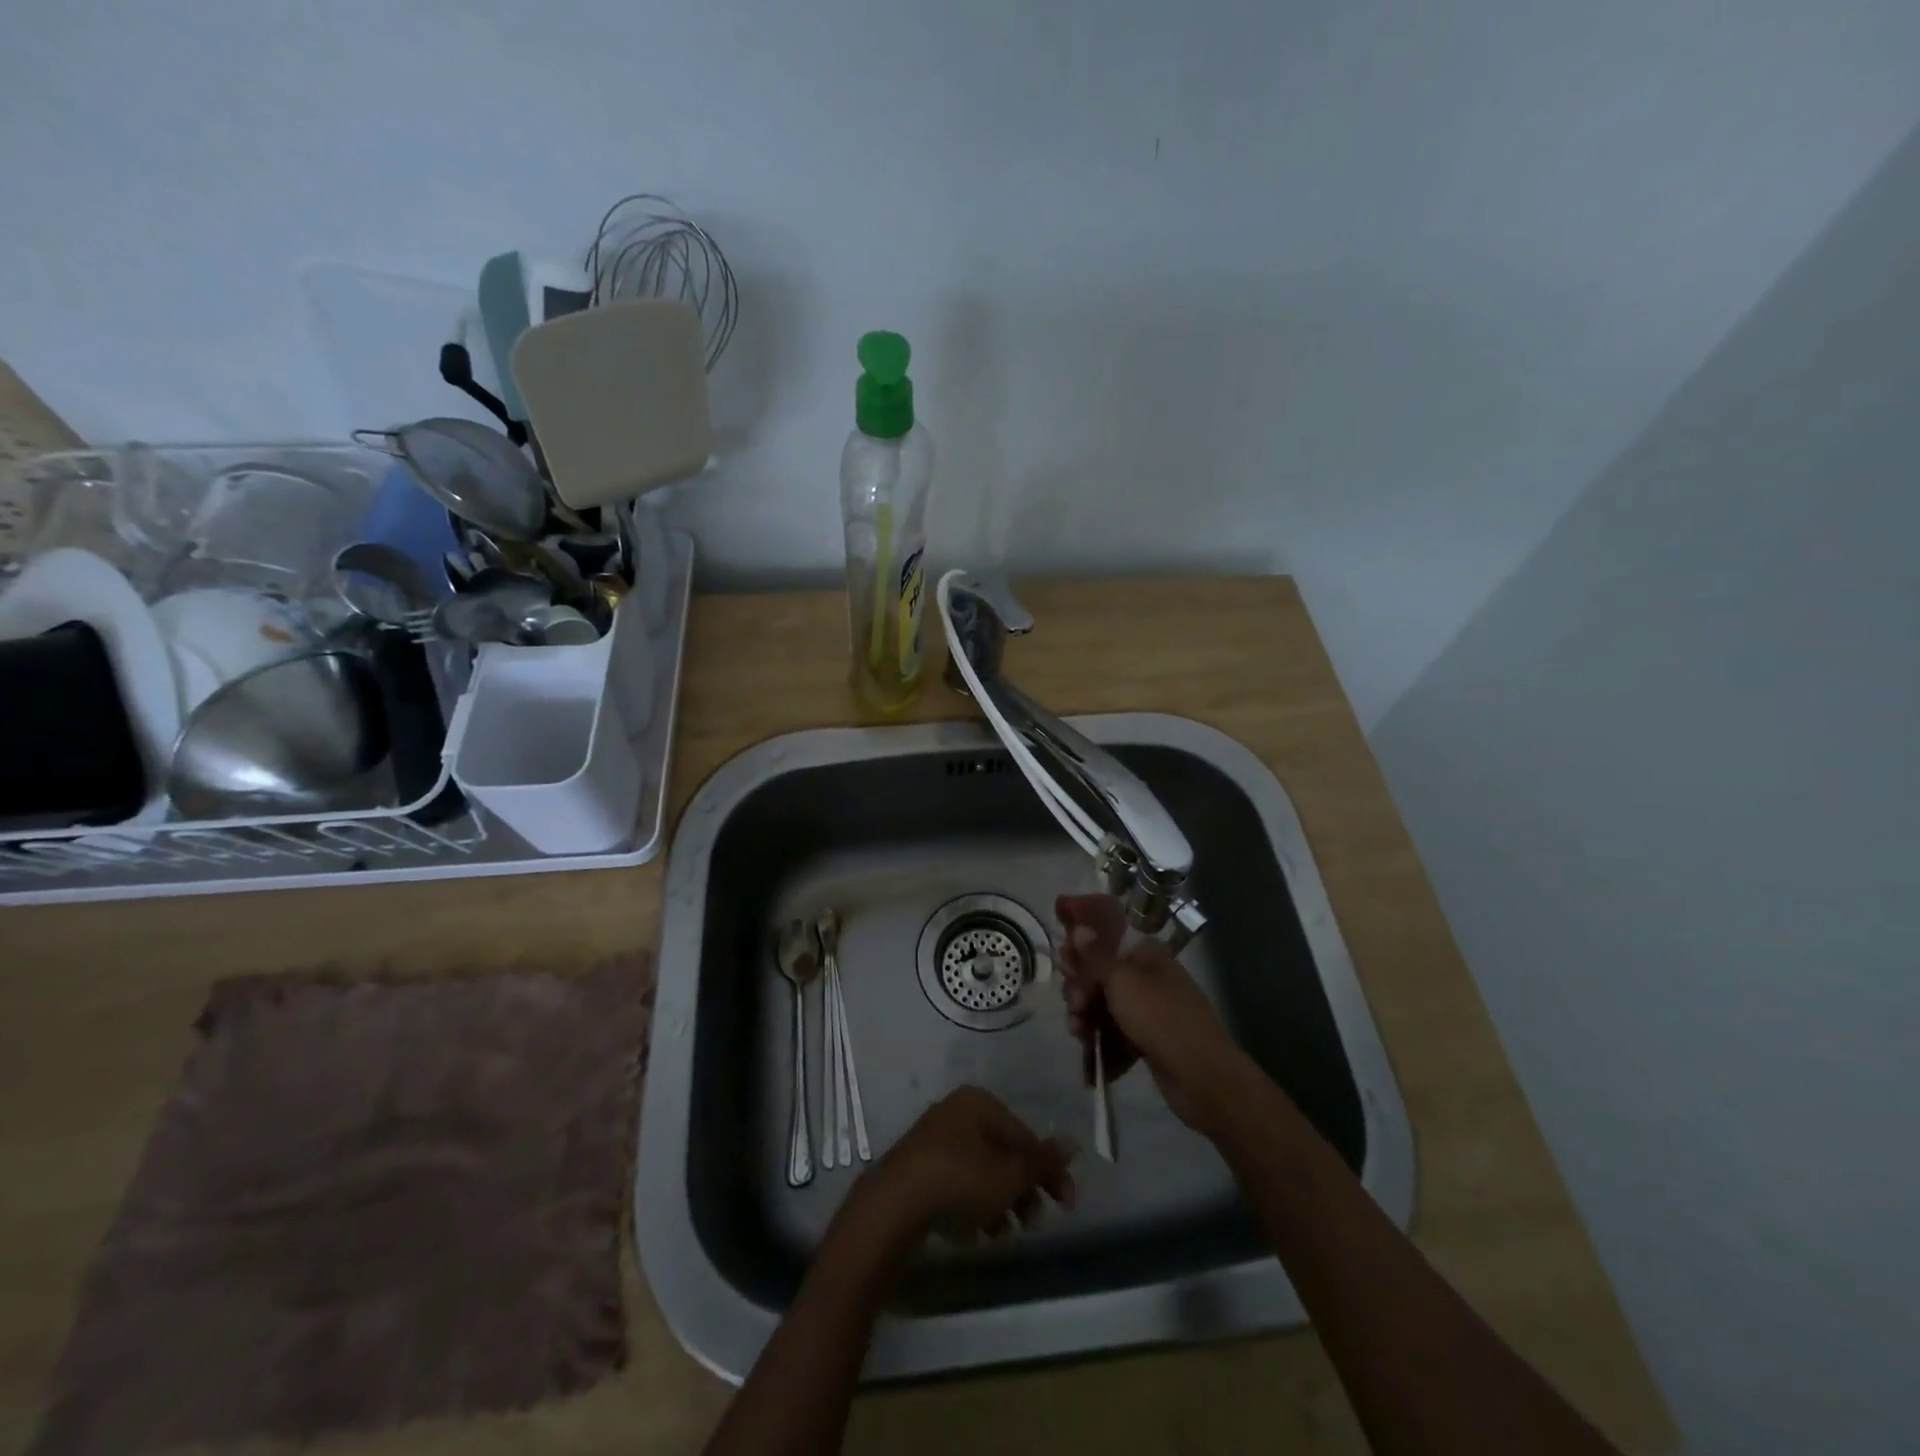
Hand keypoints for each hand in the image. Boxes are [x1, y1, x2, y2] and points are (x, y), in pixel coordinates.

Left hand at [862, 1086, 1075, 1242]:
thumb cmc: (960, 1180)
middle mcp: (955, 1113)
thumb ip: (1042, 1161)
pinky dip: (970, 1207)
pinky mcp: (917, 1169)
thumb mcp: (1009, 1174)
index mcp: (979, 1103)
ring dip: (998, 1204)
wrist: (894, 1205)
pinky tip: (973, 1235)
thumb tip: (1072, 1143)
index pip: (1025, 1136)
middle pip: (1002, 1154)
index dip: (1049, 1172)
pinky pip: (955, 1185)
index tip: (1066, 1207)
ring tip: (1002, 1234)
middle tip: (1032, 1225)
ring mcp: (933, 1140)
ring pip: (979, 1172)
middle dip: (1022, 1191)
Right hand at [1056, 893, 1243, 1131]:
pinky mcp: (1150, 1042)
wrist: (1203, 1078)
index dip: (1082, 955)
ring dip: (1088, 1022)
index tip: (1065, 969)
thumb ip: (1096, 956)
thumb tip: (1079, 927)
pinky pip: (1118, 1036)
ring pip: (1107, 1010)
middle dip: (1082, 994)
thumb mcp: (1122, 982)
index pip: (1106, 944)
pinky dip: (1105, 1046)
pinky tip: (1093, 1063)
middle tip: (1074, 1010)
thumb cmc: (1160, 1018)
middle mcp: (1149, 978)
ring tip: (1080, 1037)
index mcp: (1147, 955)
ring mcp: (1151, 1012)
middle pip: (1102, 979)